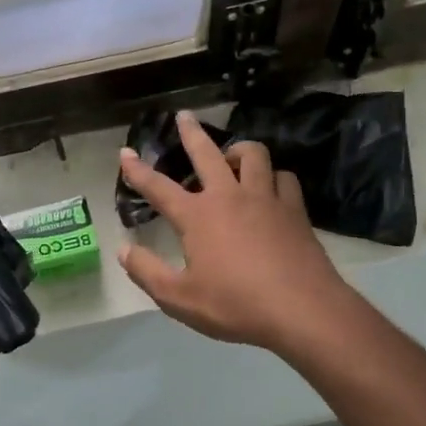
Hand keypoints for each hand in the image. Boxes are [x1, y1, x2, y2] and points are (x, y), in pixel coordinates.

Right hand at [118, 110, 356, 355]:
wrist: (302, 309)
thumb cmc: (235, 305)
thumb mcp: (180, 298)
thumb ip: (147, 272)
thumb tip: (123, 248)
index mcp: (197, 216)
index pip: (158, 187)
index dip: (138, 170)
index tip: (125, 152)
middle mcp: (229, 196)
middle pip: (207, 153)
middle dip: (191, 132)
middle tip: (184, 116)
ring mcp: (266, 199)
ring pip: (253, 155)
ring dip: (238, 150)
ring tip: (231, 156)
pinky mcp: (294, 209)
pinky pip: (283, 177)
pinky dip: (273, 176)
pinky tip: (271, 186)